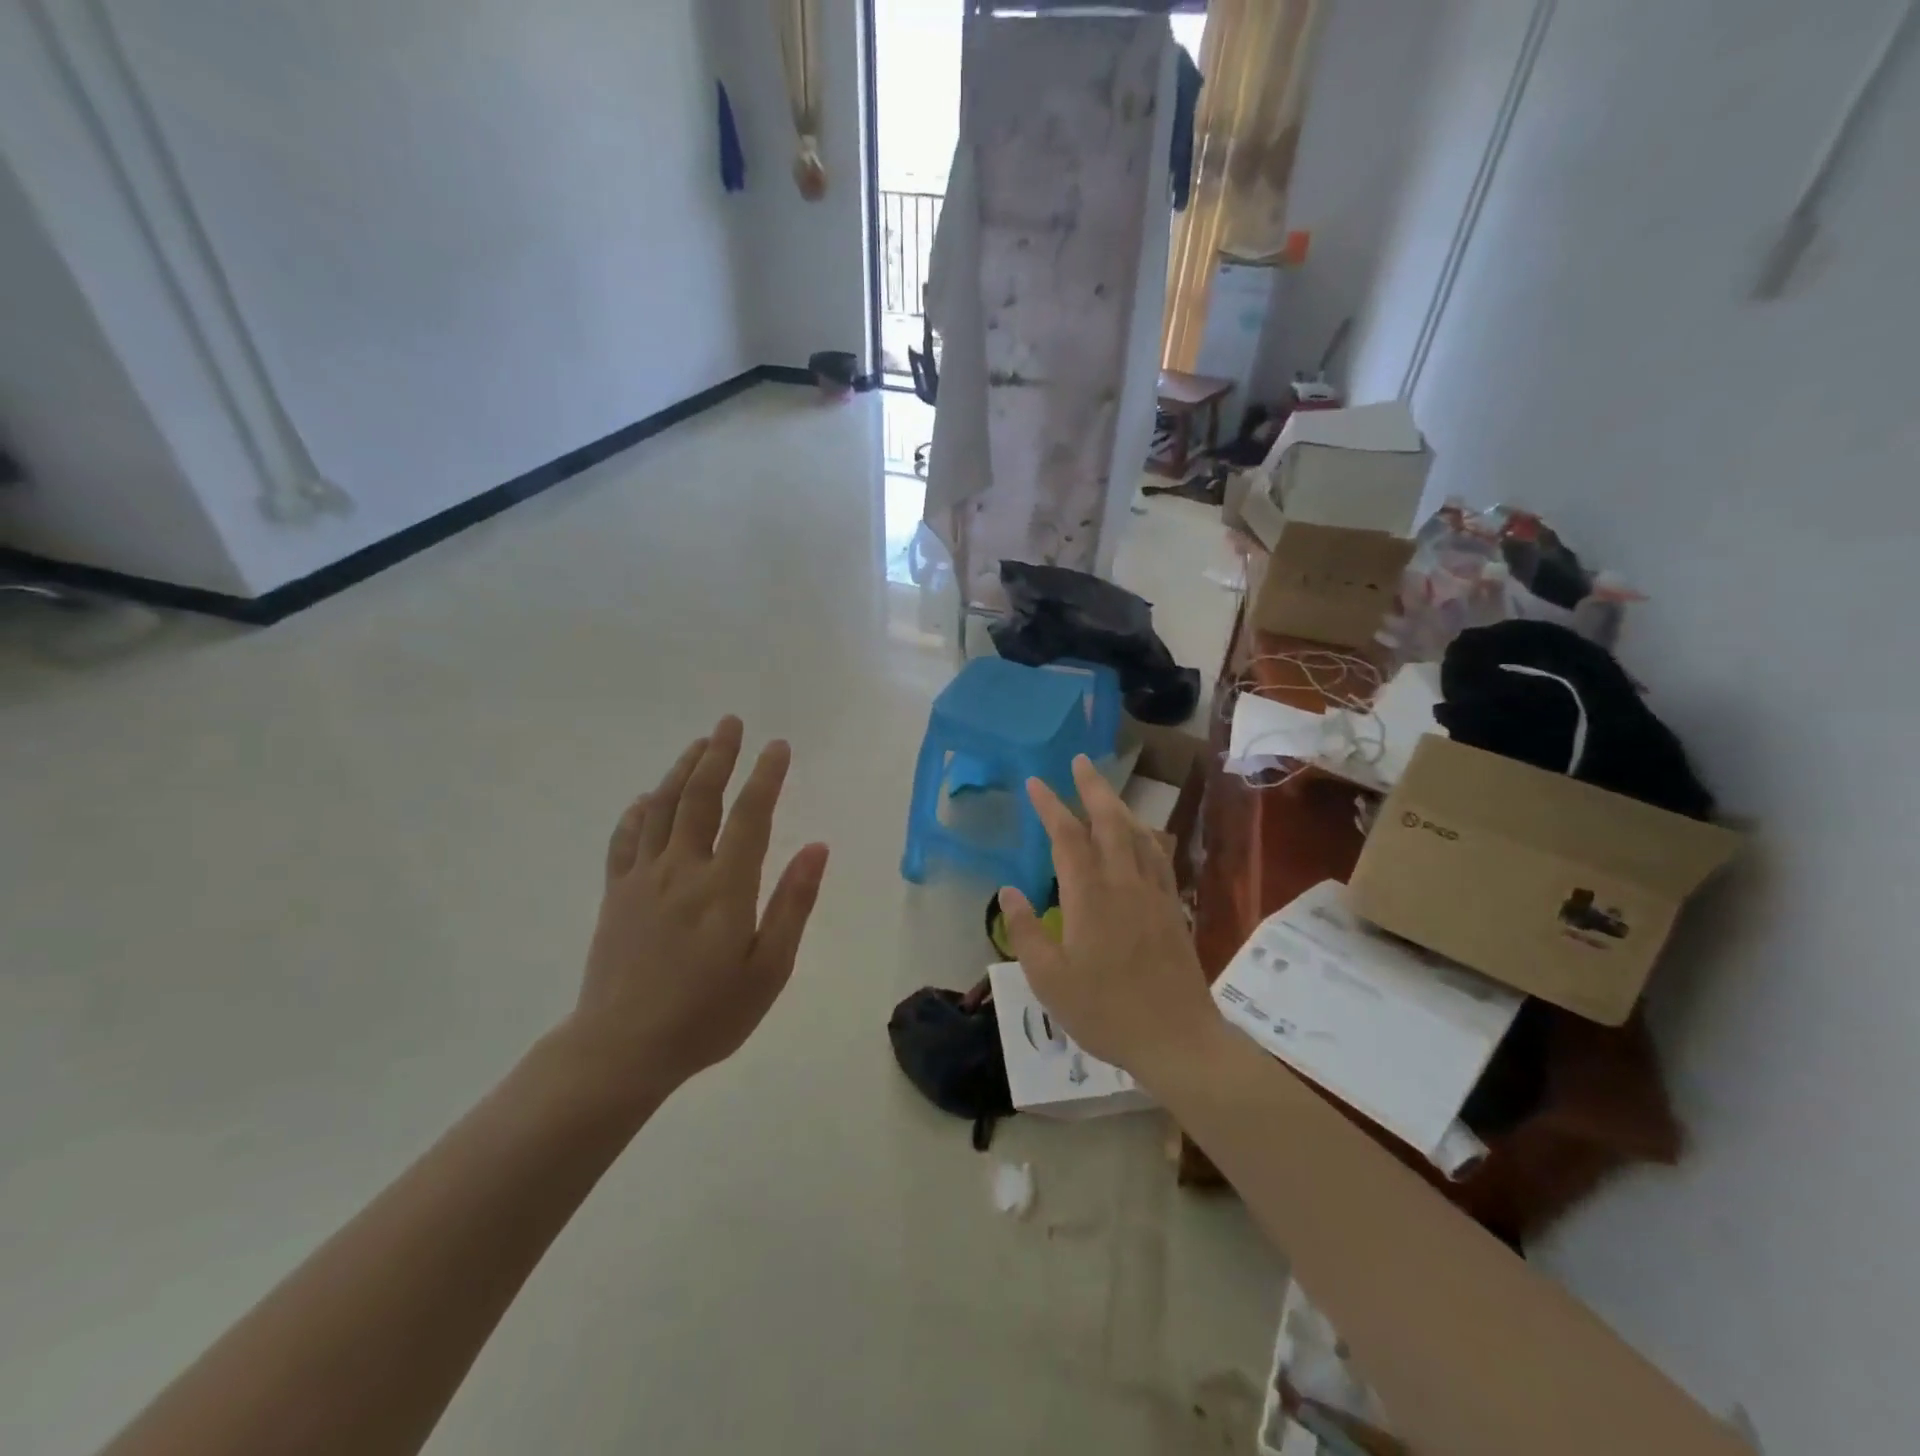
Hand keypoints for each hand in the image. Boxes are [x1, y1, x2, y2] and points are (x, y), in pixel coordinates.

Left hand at [567, 717, 828, 1104]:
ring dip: (682, 771)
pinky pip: (625, 839)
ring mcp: (643, 879)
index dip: (766, 776)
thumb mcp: (769, 970)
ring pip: (661, 808)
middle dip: (718, 755)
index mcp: (724, 887)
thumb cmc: (707, 1015)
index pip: (750, 815)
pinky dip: (638, 811)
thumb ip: (793, 904)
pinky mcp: (616, 895)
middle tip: (731, 722)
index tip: (778, 746)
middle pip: (700, 798)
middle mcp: (682, 869)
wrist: (621, 1050)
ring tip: (699, 744)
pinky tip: (648, 798)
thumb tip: (816, 848)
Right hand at [998, 756, 1217, 1080]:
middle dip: (1092, 788)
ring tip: (1105, 790)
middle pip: (1109, 822)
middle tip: (1079, 761)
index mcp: (1090, 897)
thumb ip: (1027, 931)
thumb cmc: (1105, 1011)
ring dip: (1119, 805)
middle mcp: (1124, 883)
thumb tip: (1008, 891)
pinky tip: (1142, 835)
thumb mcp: (1049, 980)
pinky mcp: (1172, 908)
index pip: (1067, 838)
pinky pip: (1158, 857)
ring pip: (1137, 834)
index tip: (1036, 782)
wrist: (1176, 1038)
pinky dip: (1145, 835)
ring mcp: (1154, 893)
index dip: (1050, 806)